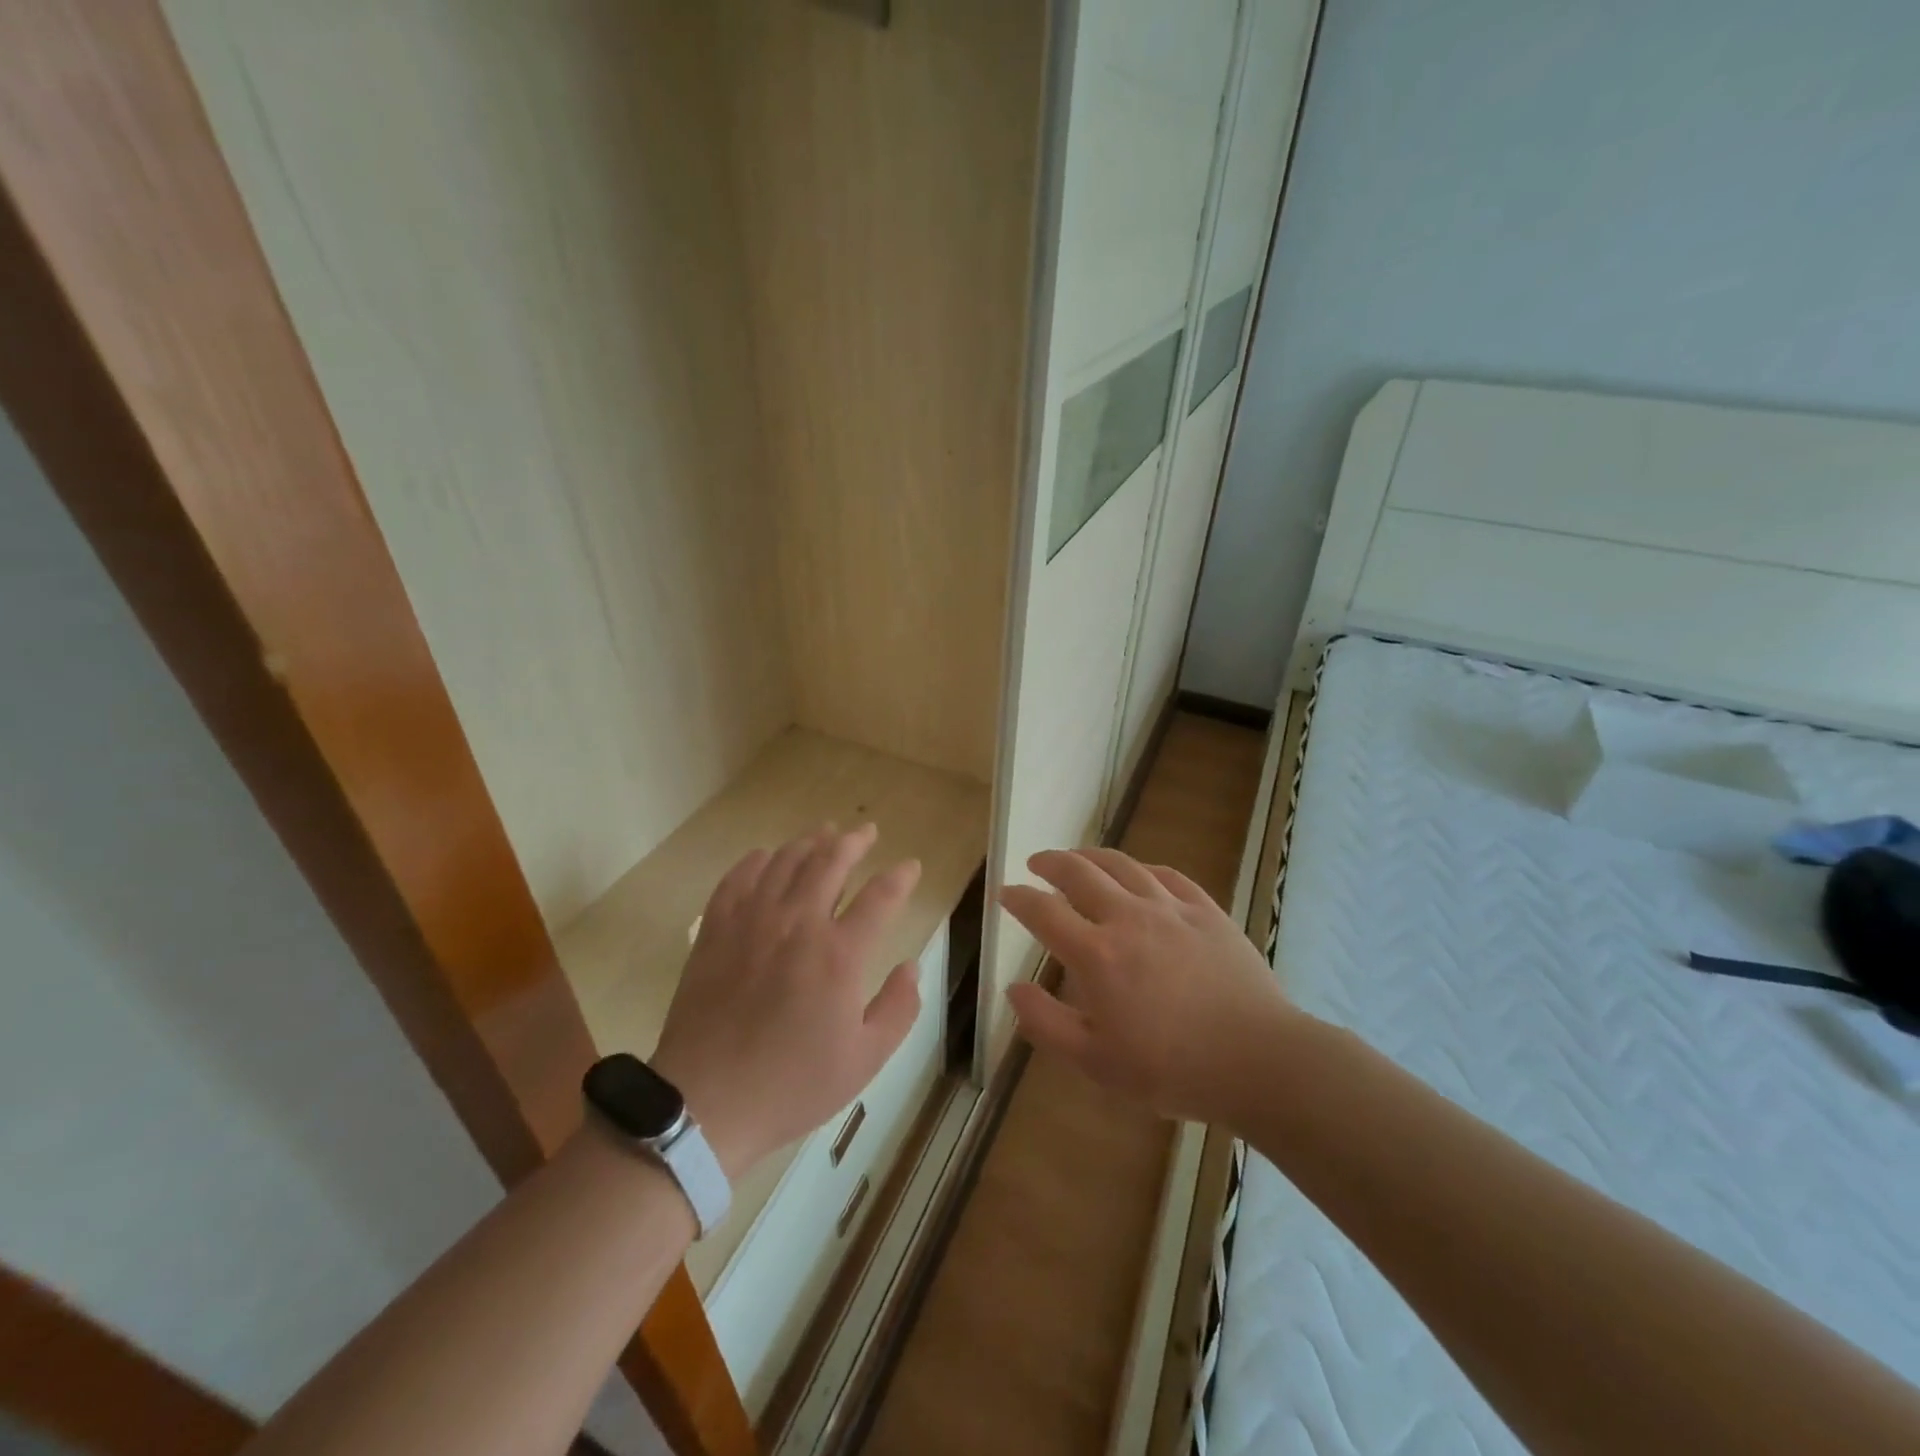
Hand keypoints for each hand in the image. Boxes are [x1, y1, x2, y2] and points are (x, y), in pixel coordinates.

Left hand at [651, 824, 921, 1179]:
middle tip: (866, 832)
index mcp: (839, 955)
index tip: (910, 866)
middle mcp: (798, 924)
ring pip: (784, 862)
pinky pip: (737, 879)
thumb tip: (910, 966)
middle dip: (854, 842)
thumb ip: (899, 1009)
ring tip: (823, 833)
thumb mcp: (865, 1060)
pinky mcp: (716, 931)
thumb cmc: (792, 1084)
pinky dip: (756, 860)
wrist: (707, 1103)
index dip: (900, 877)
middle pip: (829, 862)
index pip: (880, 897)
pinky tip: (765, 855)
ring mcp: (752, 923)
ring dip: (809, 842)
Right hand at [999, 847, 1296, 1125]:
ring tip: (1079, 857)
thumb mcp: (1096, 1063)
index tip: (1005, 893)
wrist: (1259, 1060)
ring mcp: (1171, 909)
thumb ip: (1046, 1023)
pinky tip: (1140, 874)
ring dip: (1092, 856)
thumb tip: (1014, 987)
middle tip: (1037, 862)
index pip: (1044, 911)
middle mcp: (1128, 918)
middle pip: (1080, 872)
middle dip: (1051, 862)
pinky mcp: (1207, 911)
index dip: (1019, 898)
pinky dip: (1143, 869)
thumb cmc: (1172, 1068)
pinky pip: (1168, 875)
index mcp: (1096, 954)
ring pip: (1123, 865)